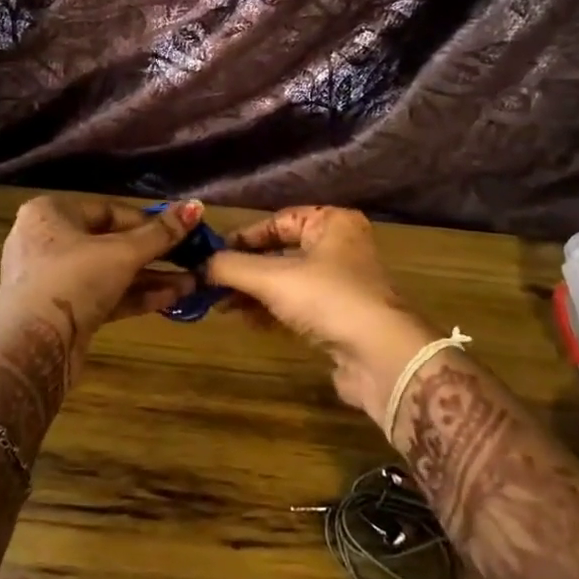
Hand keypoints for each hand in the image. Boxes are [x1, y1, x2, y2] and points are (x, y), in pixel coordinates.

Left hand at [0, 196, 203, 348]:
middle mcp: (47, 240)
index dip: (148, 221)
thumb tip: (196, 206)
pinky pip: (102, 294)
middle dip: (154, 253)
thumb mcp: (123, 253)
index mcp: (50, 213)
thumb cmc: (74, 281)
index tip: (181, 231)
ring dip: (149, 277)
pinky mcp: (62, 310)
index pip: (109, 209)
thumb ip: (161, 233)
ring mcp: (52, 278)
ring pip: (109, 271)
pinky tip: (171, 298)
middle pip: (110, 241)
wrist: (33, 348)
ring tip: (191, 282)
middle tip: (190, 257)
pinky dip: (132, 295)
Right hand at [203, 206, 434, 423]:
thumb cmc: (327, 299)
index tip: (211, 255)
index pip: (278, 221)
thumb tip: (198, 265)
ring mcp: (341, 284)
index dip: (243, 237)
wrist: (380, 356)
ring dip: (253, 293)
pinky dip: (270, 311)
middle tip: (211, 284)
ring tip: (221, 305)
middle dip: (244, 269)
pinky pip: (296, 306)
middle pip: (280, 252)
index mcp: (332, 224)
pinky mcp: (340, 317)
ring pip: (286, 281)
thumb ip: (231, 267)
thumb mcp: (272, 277)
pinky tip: (245, 320)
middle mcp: (339, 248)